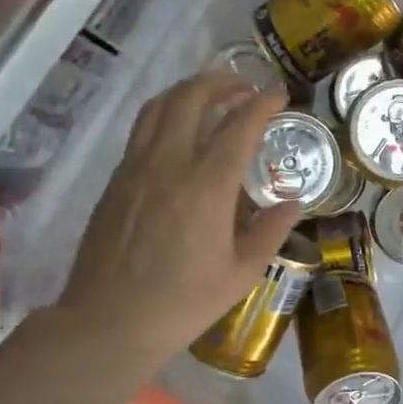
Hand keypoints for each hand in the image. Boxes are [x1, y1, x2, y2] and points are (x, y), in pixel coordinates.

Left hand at [59, 73, 298, 367]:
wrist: (109, 321)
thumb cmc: (183, 303)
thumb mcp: (241, 273)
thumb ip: (271, 231)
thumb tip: (293, 203)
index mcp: (207, 186)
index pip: (239, 126)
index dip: (262, 103)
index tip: (278, 95)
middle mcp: (169, 163)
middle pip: (192, 98)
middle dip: (222, 82)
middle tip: (244, 87)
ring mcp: (136, 167)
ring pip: (159, 106)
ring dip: (188, 90)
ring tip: (210, 96)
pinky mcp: (116, 179)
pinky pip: (141, 129)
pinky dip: (165, 114)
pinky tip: (178, 132)